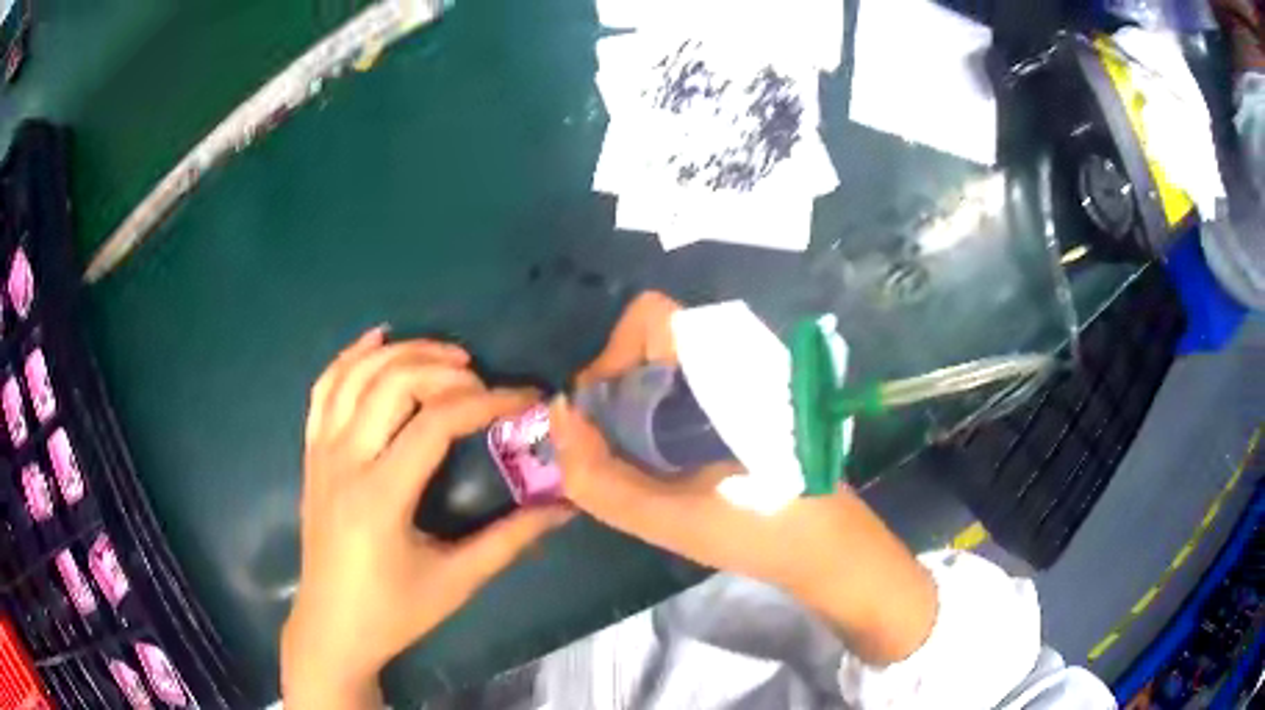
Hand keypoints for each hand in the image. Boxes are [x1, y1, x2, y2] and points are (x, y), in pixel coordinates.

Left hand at [282, 328, 570, 708]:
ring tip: (444, 356)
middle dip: (443, 370)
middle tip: (482, 379)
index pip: (436, 423)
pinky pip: (323, 389)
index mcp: (380, 496)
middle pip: (392, 384)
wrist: (332, 627)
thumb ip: (511, 540)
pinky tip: (376, 341)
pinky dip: (349, 358)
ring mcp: (321, 453)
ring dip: (401, 353)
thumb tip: (565, 507)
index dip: (486, 402)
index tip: (525, 400)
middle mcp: (345, 462)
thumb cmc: (394, 611)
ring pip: (355, 376)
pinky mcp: (311, 454)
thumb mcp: (457, 581)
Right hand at [551, 293, 937, 664]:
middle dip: (622, 388)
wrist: (829, 546)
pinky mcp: (763, 394)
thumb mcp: (664, 517)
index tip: (606, 415)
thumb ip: (595, 474)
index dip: (612, 356)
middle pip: (655, 340)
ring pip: (675, 362)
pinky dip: (669, 410)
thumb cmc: (757, 530)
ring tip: (647, 460)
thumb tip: (560, 416)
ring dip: (644, 402)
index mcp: (725, 366)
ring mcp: (757, 372)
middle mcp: (742, 353)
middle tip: (619, 447)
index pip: (649, 315)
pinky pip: (697, 381)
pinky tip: (677, 460)